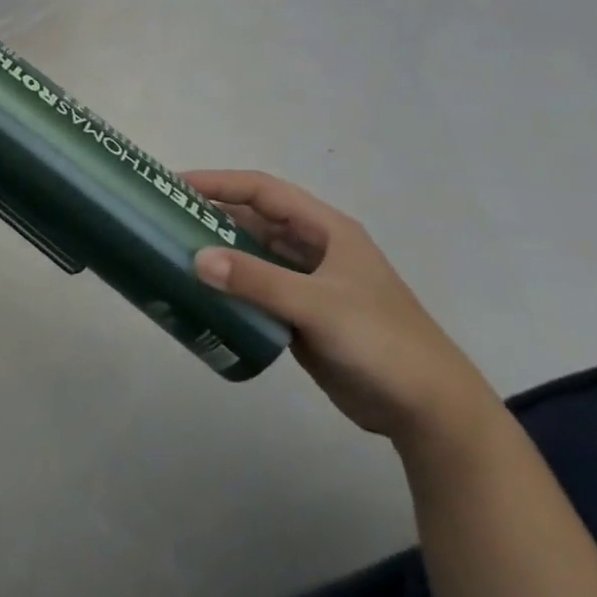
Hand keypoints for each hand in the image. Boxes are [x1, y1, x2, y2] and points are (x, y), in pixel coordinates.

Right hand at [187, 170, 496, 448]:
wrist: (431, 414)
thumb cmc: (380, 342)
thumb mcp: (318, 306)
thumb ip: (257, 281)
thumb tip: (195, 258)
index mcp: (324, 229)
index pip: (262, 190)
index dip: (219, 182)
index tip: (175, 184)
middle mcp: (313, 249)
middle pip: (253, 220)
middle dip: (211, 216)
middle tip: (165, 219)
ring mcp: (307, 284)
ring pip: (252, 256)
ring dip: (218, 253)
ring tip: (173, 253)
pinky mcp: (301, 317)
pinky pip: (256, 291)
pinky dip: (229, 288)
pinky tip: (201, 295)